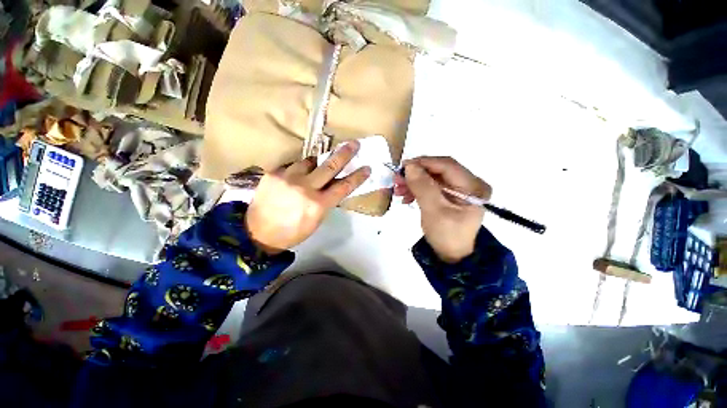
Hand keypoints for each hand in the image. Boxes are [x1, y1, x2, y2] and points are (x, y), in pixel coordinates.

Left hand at [245, 141, 370, 253]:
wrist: (258, 233)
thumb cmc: (293, 232)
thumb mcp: (317, 220)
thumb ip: (327, 201)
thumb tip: (335, 186)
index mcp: (318, 205)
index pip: (344, 186)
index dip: (357, 176)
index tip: (367, 167)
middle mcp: (305, 188)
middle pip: (330, 166)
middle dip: (345, 154)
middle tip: (354, 144)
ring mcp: (288, 178)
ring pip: (309, 162)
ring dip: (316, 163)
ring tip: (316, 167)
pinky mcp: (274, 173)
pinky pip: (292, 166)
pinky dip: (298, 170)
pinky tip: (295, 177)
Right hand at [394, 157, 490, 262]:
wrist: (451, 256)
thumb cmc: (446, 236)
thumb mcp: (434, 211)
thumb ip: (423, 187)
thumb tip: (410, 166)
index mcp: (473, 186)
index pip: (447, 165)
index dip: (424, 163)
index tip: (403, 167)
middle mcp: (469, 184)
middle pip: (439, 170)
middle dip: (416, 174)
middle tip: (397, 180)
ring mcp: (460, 189)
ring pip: (433, 177)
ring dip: (414, 182)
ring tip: (398, 191)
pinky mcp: (450, 195)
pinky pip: (432, 186)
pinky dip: (418, 189)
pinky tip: (407, 197)